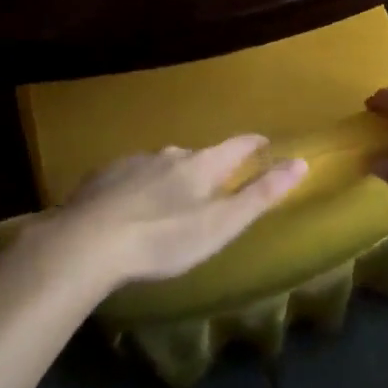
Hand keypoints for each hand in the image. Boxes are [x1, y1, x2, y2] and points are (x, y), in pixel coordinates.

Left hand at [49, 137, 306, 288]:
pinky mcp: (102, 177)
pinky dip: (138, 188)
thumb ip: (261, 195)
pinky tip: (129, 209)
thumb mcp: (221, 225)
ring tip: (169, 203)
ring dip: (171, 178)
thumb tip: (301, 162)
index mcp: (202, 164)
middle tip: (212, 188)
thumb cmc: (163, 238)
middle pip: (198, 156)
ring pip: (162, 165)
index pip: (237, 145)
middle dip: (208, 168)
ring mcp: (134, 162)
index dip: (253, 143)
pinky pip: (130, 176)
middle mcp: (171, 153)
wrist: (86, 243)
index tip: (264, 143)